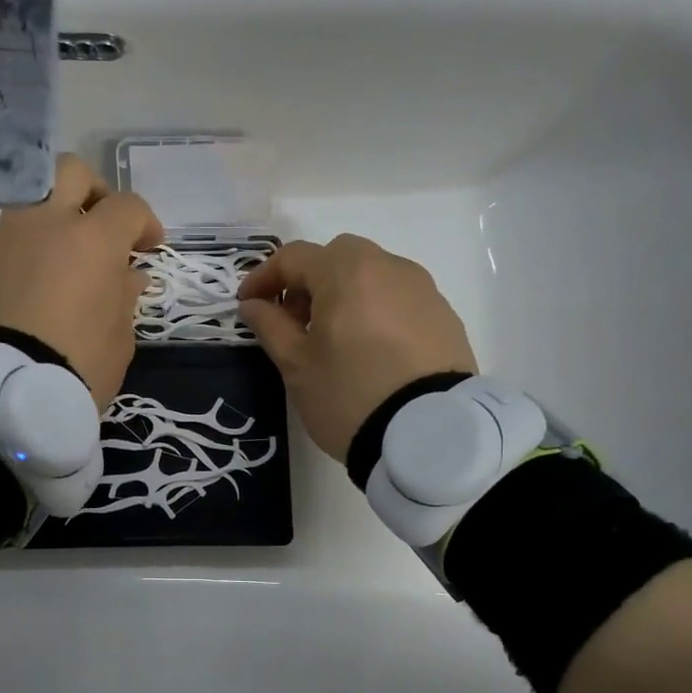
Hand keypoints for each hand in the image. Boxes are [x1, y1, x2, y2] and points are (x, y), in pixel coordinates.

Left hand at [0, 153, 164, 409]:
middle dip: (95, 192)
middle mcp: (48, 222)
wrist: (3, 391)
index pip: (127, 206)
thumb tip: (127, 274)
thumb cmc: (78, 364)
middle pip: (71, 172)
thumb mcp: (119, 336)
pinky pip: (15, 232)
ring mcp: (10, 236)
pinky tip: (43, 277)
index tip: (149, 249)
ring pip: (36, 197)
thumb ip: (125, 295)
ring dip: (57, 214)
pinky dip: (33, 242)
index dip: (145, 223)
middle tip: (104, 227)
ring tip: (70, 255)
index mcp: (93, 238)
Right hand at [238, 234, 476, 462]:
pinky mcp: (444, 315)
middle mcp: (388, 267)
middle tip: (295, 320)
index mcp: (346, 272)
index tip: (247, 304)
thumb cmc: (349, 395)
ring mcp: (422, 289)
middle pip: (337, 257)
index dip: (263, 278)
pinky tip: (371, 349)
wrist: (429, 436)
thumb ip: (270, 326)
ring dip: (344, 293)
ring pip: (372, 274)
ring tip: (334, 338)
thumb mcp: (297, 365)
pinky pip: (399, 298)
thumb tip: (253, 304)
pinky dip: (376, 310)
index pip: (293, 258)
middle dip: (308, 280)